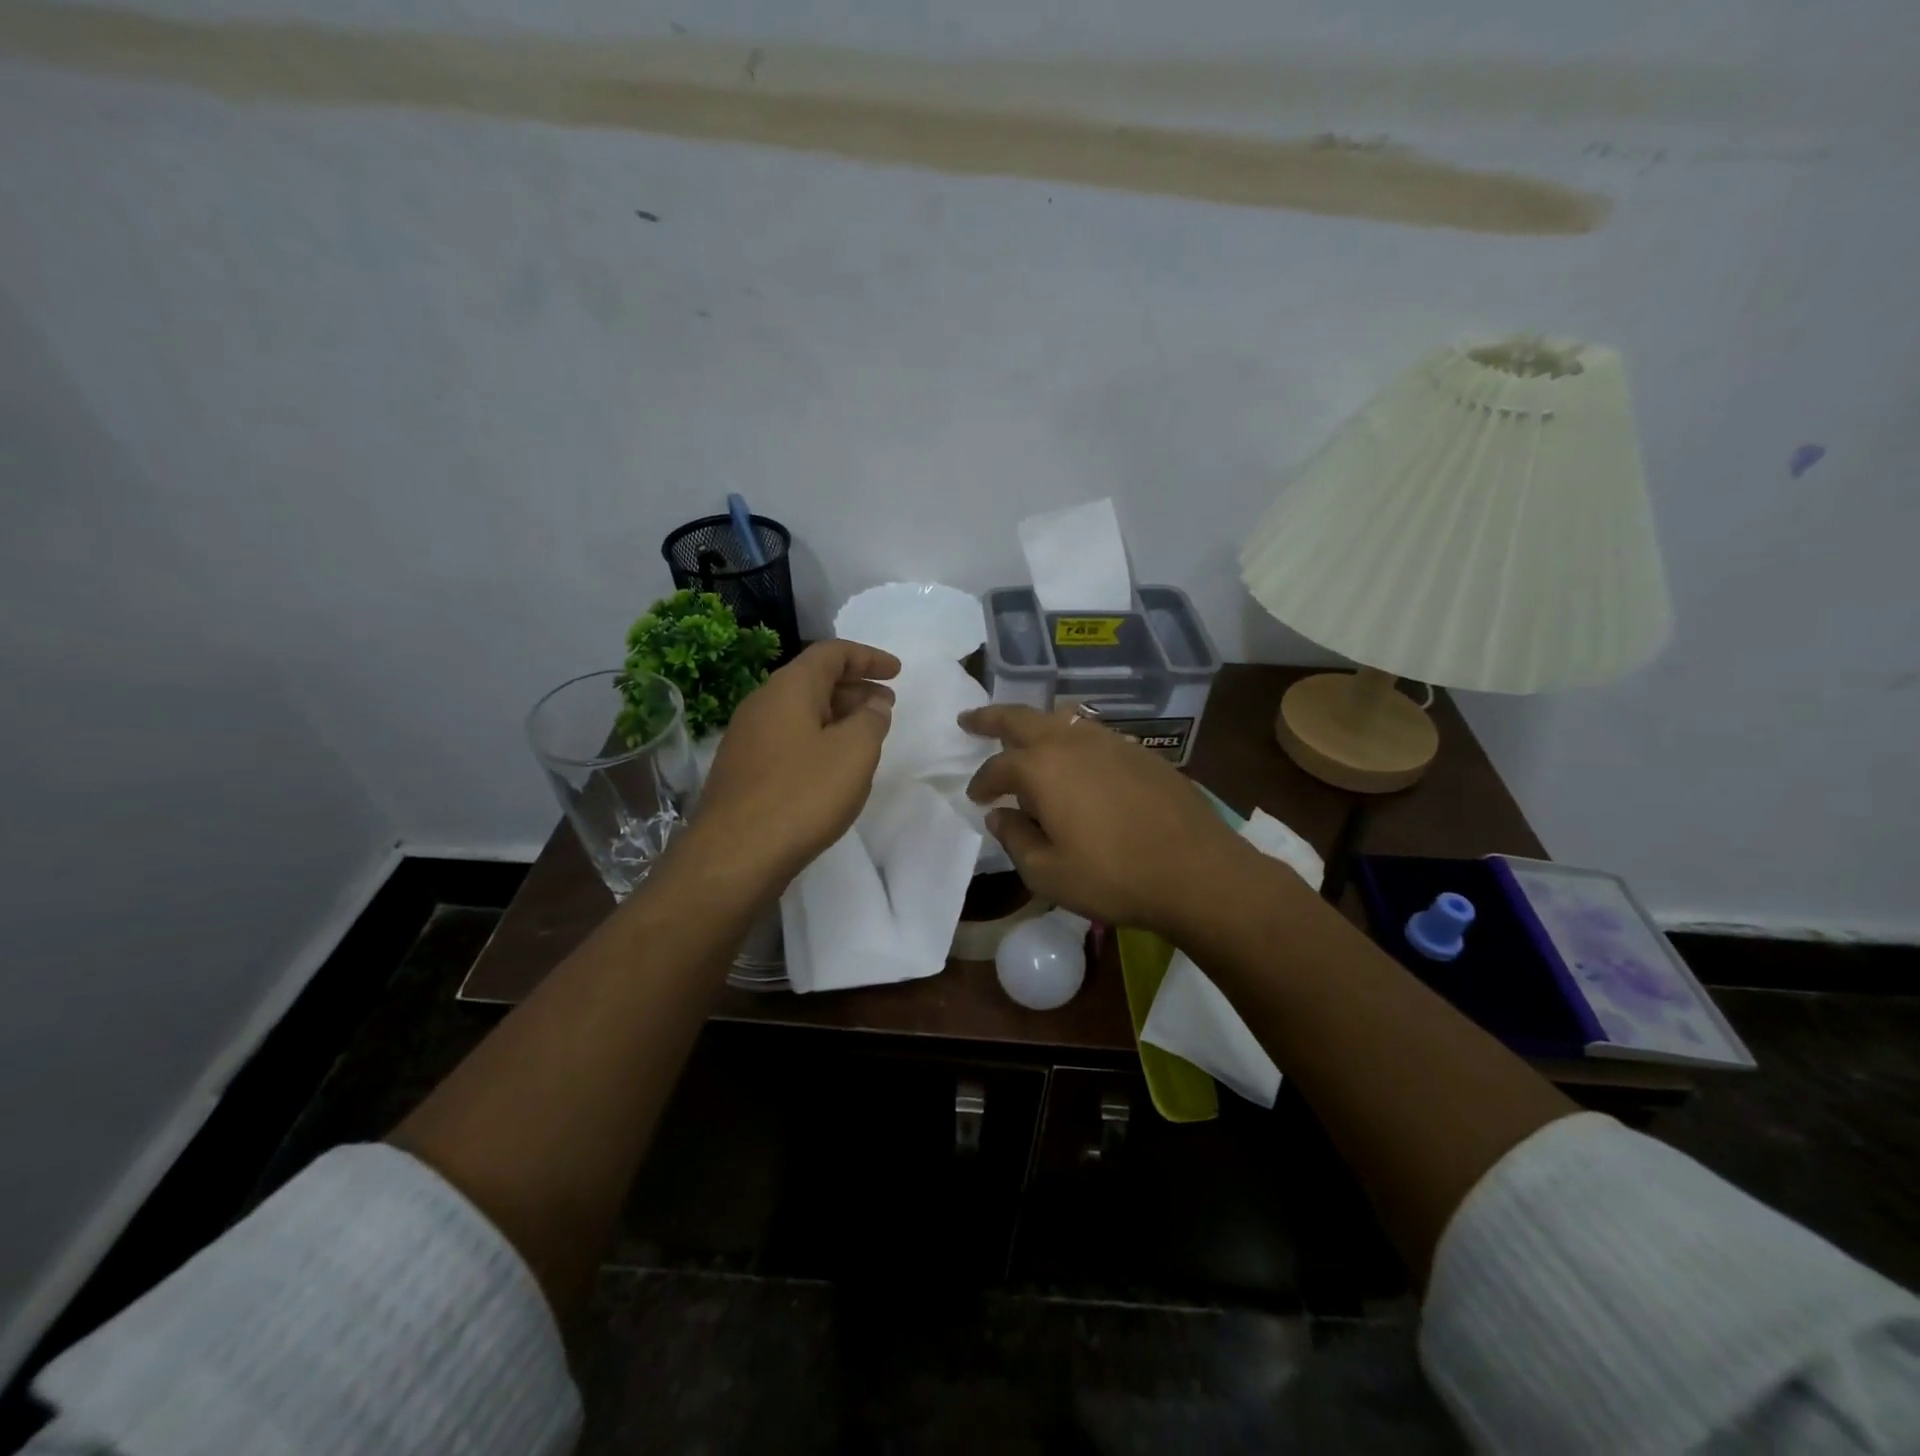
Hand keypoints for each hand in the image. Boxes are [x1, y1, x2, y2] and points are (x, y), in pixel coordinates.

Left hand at [691, 640, 899, 889]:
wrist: (735, 854)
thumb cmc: (802, 794)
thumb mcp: (854, 752)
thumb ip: (871, 719)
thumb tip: (873, 703)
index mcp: (789, 688)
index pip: (831, 653)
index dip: (868, 657)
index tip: (896, 671)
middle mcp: (762, 703)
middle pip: (813, 679)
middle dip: (855, 687)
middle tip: (887, 704)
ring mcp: (747, 737)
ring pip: (800, 711)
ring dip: (837, 714)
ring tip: (866, 734)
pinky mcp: (743, 769)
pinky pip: (788, 737)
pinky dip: (817, 738)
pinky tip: (832, 765)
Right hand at [961, 705, 1262, 939]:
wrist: (1196, 871)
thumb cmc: (1113, 877)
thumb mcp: (1047, 873)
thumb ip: (1015, 839)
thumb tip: (1000, 816)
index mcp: (1041, 768)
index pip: (997, 767)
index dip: (982, 783)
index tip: (976, 799)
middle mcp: (1072, 742)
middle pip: (1022, 718)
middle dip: (991, 718)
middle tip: (969, 720)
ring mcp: (1110, 741)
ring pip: (1061, 718)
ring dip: (1035, 724)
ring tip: (1024, 736)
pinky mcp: (1140, 751)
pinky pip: (1092, 733)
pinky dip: (1071, 738)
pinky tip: (1076, 760)